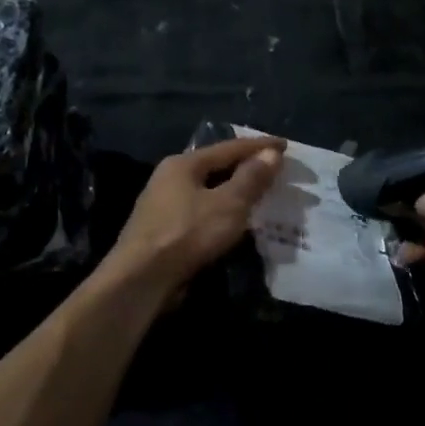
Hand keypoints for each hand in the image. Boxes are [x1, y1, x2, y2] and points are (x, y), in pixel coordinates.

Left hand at [106, 136, 285, 294]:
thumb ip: (251, 178)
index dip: (259, 146)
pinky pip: (200, 212)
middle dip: (245, 168)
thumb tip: (271, 153)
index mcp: (184, 163)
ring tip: (258, 196)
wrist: (140, 281)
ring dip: (233, 192)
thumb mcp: (228, 205)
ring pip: (207, 191)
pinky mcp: (162, 231)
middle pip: (216, 167)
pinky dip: (220, 212)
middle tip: (273, 170)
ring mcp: (162, 205)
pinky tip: (233, 223)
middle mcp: (169, 178)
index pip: (229, 148)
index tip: (285, 145)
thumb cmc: (187, 234)